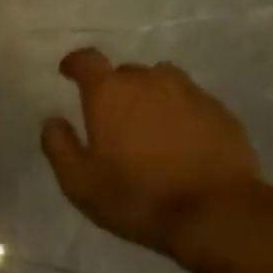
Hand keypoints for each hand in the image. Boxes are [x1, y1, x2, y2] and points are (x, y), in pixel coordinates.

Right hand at [41, 48, 263, 259]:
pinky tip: (182, 142)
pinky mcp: (220, 112)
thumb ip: (59, 146)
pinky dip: (181, 114)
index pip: (87, 60)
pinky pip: (191, 102)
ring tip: (149, 126)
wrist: (215, 212)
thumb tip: (52, 121)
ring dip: (151, 97)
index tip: (68, 72)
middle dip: (115, 89)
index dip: (75, 64)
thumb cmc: (137, 196)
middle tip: (112, 119)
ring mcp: (190, 93)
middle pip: (126, 72)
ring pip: (162, 82)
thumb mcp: (80, 182)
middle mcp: (149, 81)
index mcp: (110, 93)